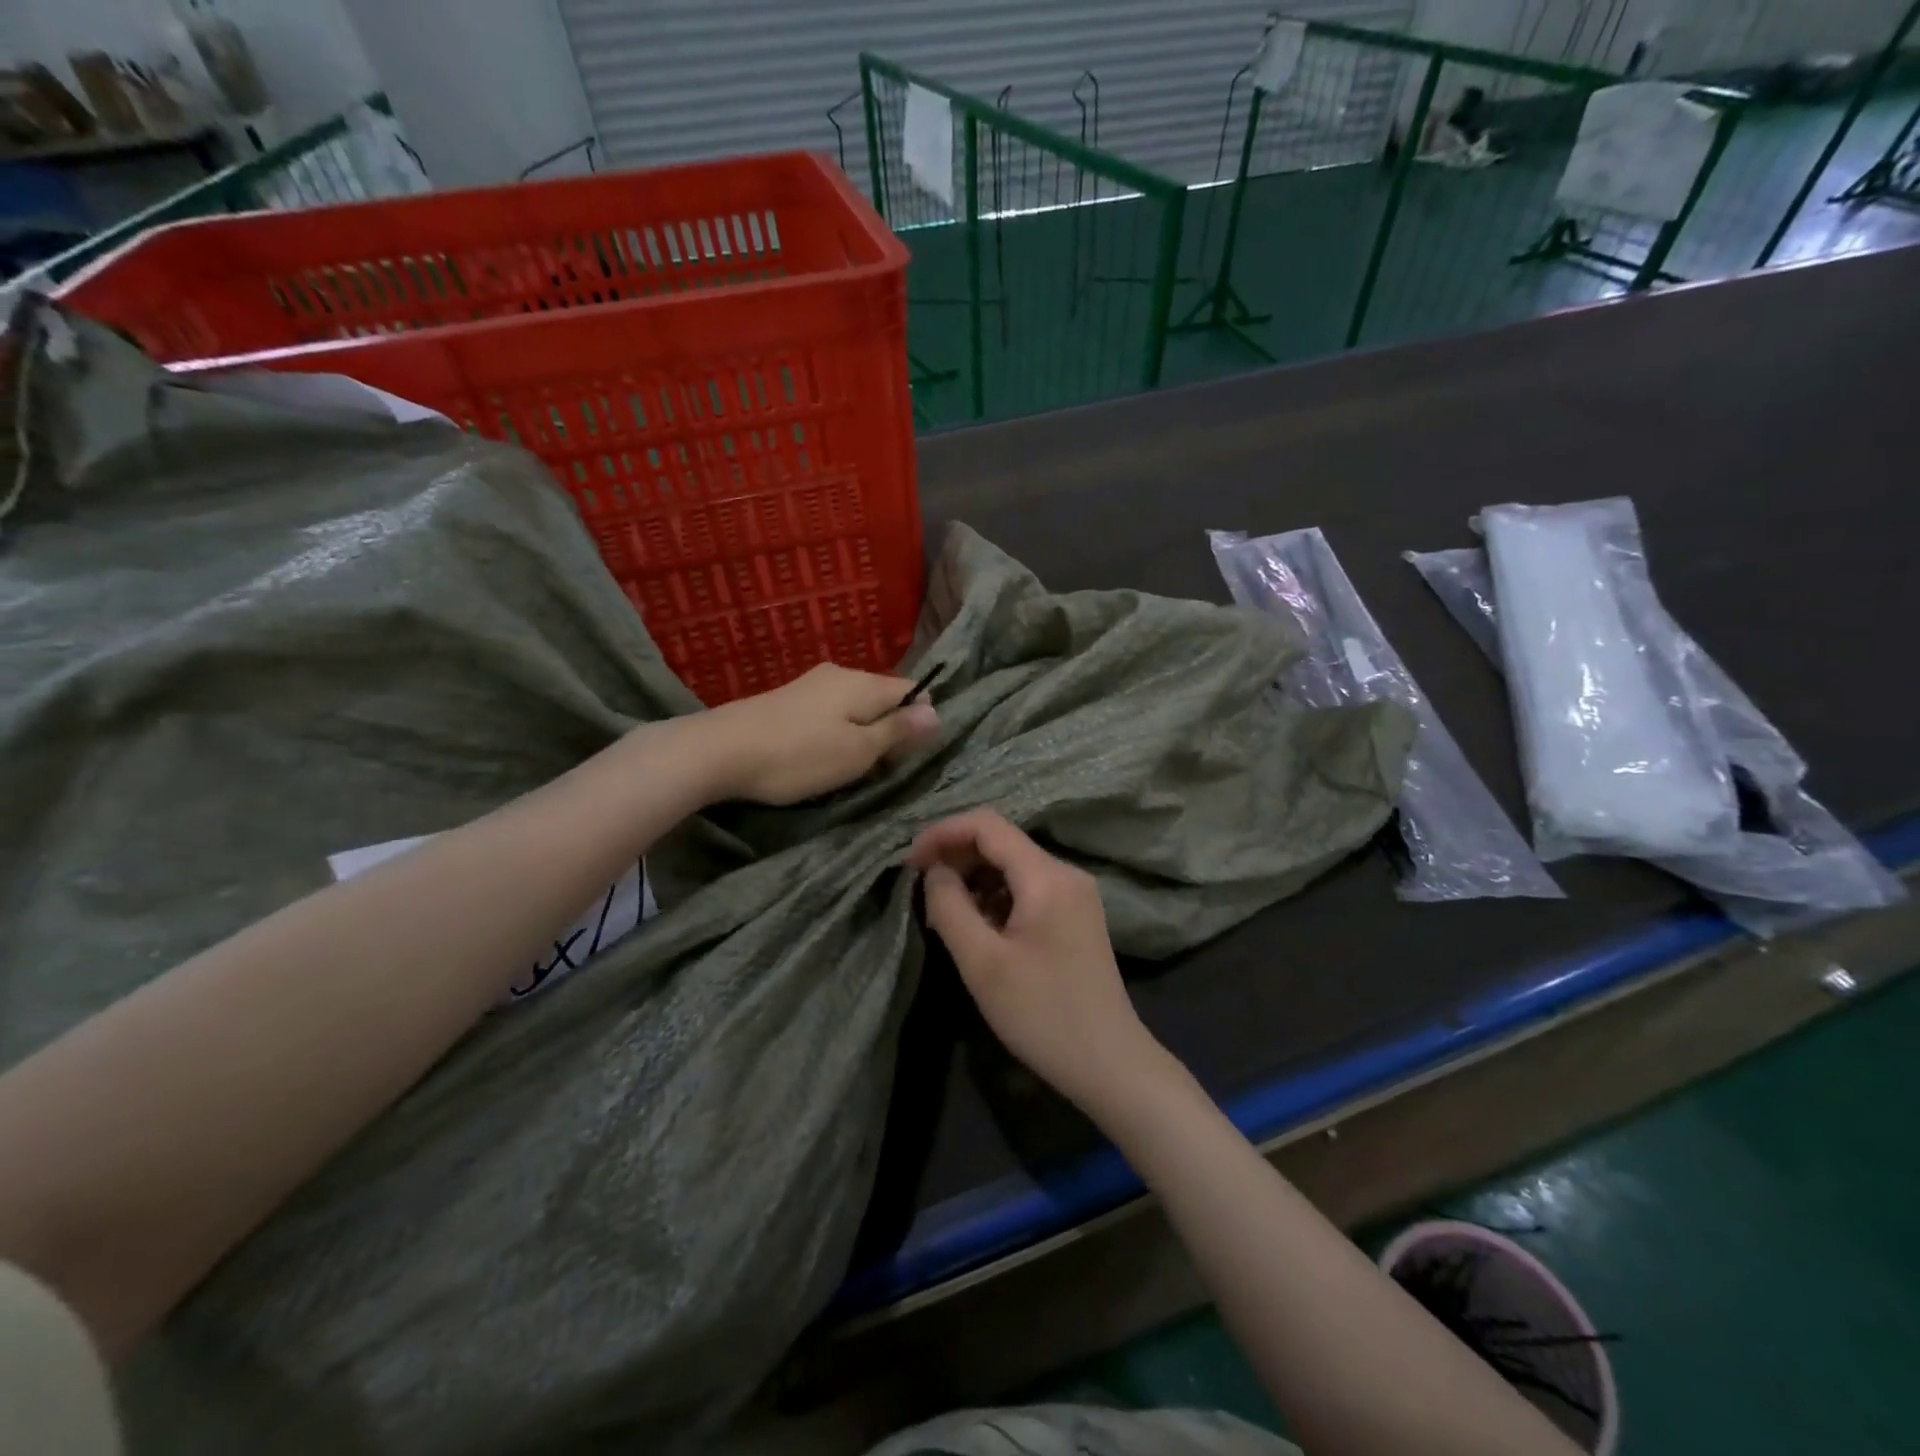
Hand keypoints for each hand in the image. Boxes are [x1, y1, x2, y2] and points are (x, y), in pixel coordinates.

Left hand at [704, 663, 938, 805]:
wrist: (720, 750)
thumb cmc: (799, 755)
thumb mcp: (858, 751)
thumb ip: (897, 731)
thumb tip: (937, 712)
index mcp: (863, 683)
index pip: (912, 689)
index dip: (921, 718)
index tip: (913, 752)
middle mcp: (840, 674)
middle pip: (882, 696)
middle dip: (890, 727)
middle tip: (883, 766)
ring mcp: (810, 684)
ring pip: (854, 705)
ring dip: (861, 731)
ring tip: (852, 765)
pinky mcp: (788, 699)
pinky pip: (829, 711)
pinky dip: (836, 731)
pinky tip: (821, 753)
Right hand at [907, 810, 1163, 1113]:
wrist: (1109, 1063)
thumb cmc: (1042, 1013)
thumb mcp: (982, 963)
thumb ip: (950, 906)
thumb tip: (935, 871)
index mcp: (1046, 876)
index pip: (987, 825)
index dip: (943, 833)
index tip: (910, 862)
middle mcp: (1065, 873)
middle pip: (1001, 841)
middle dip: (956, 856)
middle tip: (922, 891)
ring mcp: (1075, 894)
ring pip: (1013, 865)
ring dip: (974, 878)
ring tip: (945, 914)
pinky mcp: (1076, 915)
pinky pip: (1028, 887)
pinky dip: (996, 895)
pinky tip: (979, 927)